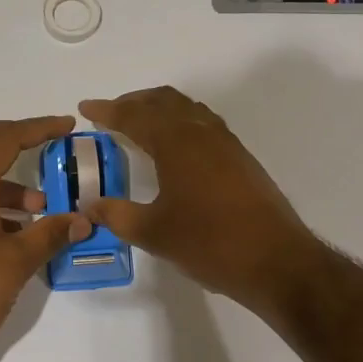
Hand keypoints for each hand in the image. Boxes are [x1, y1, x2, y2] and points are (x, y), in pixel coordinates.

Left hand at [0, 116, 89, 361]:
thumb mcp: (16, 263)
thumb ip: (51, 234)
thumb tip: (85, 220)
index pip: (2, 139)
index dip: (37, 128)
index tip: (67, 125)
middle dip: (13, 138)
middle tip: (46, 145)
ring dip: (4, 177)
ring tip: (41, 205)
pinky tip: (15, 229)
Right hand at [78, 87, 317, 313]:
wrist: (276, 260)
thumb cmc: (210, 243)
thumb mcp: (154, 233)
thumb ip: (118, 215)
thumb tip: (90, 205)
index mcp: (177, 142)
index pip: (135, 115)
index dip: (108, 110)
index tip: (86, 107)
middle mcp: (202, 132)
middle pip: (164, 101)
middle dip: (135, 102)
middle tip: (111, 114)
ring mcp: (227, 144)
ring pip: (188, 109)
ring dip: (161, 110)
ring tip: (141, 126)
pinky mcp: (242, 159)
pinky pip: (204, 125)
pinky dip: (181, 124)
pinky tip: (176, 149)